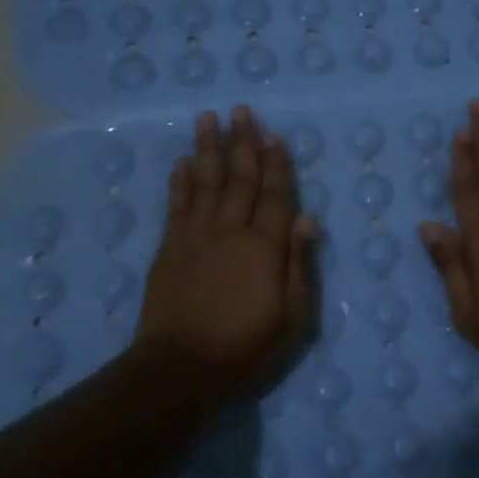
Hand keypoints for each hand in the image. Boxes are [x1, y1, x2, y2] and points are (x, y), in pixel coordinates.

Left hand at [137, 106, 319, 395]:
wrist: (180, 368)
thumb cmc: (245, 347)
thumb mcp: (292, 316)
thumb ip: (300, 265)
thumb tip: (309, 218)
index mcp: (265, 246)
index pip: (276, 195)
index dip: (277, 164)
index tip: (274, 135)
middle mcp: (230, 230)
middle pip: (240, 178)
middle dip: (243, 142)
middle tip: (242, 110)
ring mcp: (195, 235)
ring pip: (205, 181)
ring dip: (208, 148)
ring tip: (209, 118)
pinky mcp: (169, 247)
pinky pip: (176, 203)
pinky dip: (180, 180)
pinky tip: (183, 161)